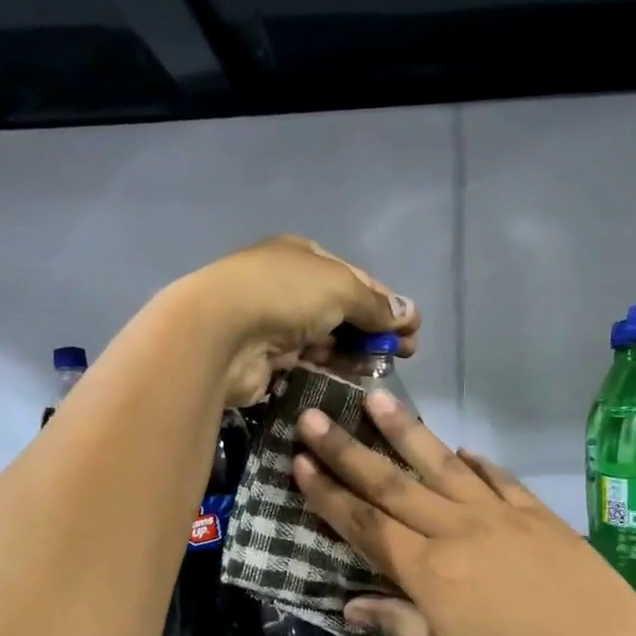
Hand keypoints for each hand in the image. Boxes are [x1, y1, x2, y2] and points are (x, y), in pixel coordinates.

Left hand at [172, 235, 419, 407]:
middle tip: (405, 354)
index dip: (388, 302)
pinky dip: (332, 368)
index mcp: (304, 256)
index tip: (414, 328)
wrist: (221, 332)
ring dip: (356, 352)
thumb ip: (376, 304)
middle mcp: (290, 286)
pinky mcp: (268, 359)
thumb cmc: (285, 294)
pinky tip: (353, 379)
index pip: (356, 278)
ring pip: (327, 338)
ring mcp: (277, 323)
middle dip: (375, 330)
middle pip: (343, 309)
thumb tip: (409, 314)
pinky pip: (309, 363)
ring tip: (384, 369)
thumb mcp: (341, 288)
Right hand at [290, 392, 635, 635]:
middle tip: (314, 416)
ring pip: (440, 465)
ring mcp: (498, 514)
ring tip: (376, 399)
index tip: (299, 461)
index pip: (364, 524)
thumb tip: (350, 606)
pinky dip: (475, 461)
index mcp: (427, 569)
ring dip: (404, 431)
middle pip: (391, 484)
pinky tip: (462, 449)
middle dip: (346, 450)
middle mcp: (455, 529)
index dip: (328, 494)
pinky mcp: (535, 512)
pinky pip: (496, 477)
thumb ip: (396, 627)